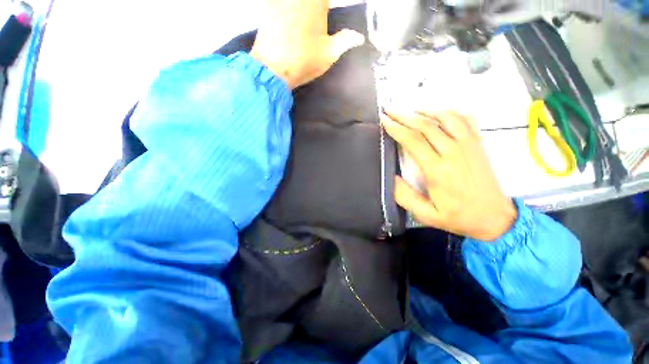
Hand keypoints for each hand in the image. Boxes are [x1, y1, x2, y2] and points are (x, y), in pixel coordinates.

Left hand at [250, 0, 365, 88]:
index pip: (326, 0)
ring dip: (303, 8)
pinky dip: (284, 8)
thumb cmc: (304, 61)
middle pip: (313, 1)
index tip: (328, 14)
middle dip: (317, 7)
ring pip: (295, 2)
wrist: (273, 69)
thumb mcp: (329, 54)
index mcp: (316, 1)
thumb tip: (360, 37)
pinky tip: (288, 19)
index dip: (326, 7)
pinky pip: (276, 2)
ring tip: (305, 27)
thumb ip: (345, 41)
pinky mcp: (266, 6)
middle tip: (320, 17)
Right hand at [382, 110, 516, 241]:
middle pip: (425, 126)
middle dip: (404, 116)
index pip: (413, 141)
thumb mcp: (426, 214)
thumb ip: (405, 196)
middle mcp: (453, 152)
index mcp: (437, 170)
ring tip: (411, 110)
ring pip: (446, 117)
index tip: (384, 120)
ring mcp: (469, 145)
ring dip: (426, 111)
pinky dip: (450, 112)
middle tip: (390, 110)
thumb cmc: (457, 217)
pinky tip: (439, 114)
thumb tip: (391, 177)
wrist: (495, 218)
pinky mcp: (478, 144)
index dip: (396, 128)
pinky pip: (465, 120)